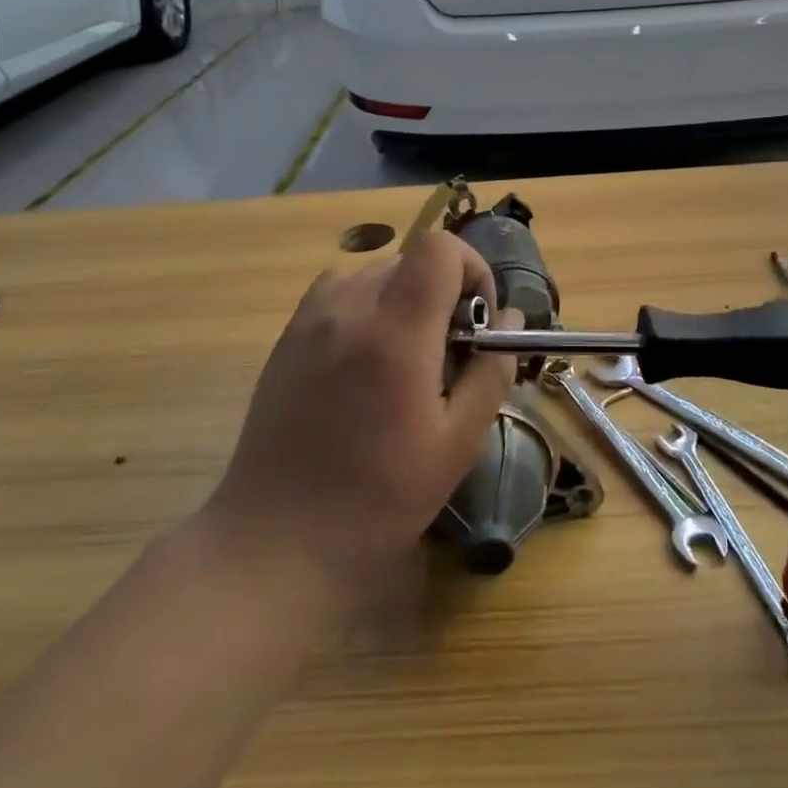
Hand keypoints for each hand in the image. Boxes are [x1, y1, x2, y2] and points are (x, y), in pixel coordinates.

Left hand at [208, 230, 518, 598]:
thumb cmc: (379, 499)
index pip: (438, 247)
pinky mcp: (286, 338)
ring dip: (403, 296)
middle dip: (442, 289)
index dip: (471, 268)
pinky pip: (337, 292)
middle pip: (409, 258)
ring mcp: (309, 321)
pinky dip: (365, 305)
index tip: (477, 319)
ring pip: (373, 271)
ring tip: (406, 354)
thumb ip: (491, 372)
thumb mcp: (457, 444)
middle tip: (448, 349)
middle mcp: (348, 310)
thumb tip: (510, 320)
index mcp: (395, 334)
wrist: (278, 540)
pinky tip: (365, 359)